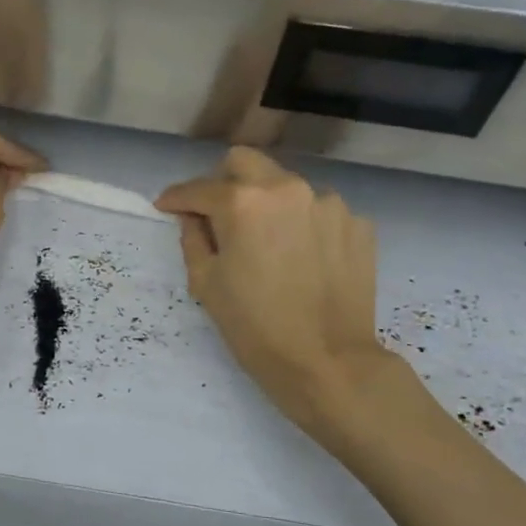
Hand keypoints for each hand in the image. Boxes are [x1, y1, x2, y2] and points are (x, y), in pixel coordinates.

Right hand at [156, 148, 404, 430]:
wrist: (328, 363)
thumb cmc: (255, 328)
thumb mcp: (206, 284)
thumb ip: (193, 238)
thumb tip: (193, 217)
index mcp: (243, 203)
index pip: (199, 188)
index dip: (177, 197)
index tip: (167, 206)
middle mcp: (288, 189)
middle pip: (245, 162)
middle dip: (223, 180)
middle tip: (217, 214)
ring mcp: (329, 204)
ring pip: (286, 186)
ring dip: (269, 204)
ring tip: (268, 244)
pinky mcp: (358, 224)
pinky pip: (319, 212)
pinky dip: (304, 226)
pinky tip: (303, 259)